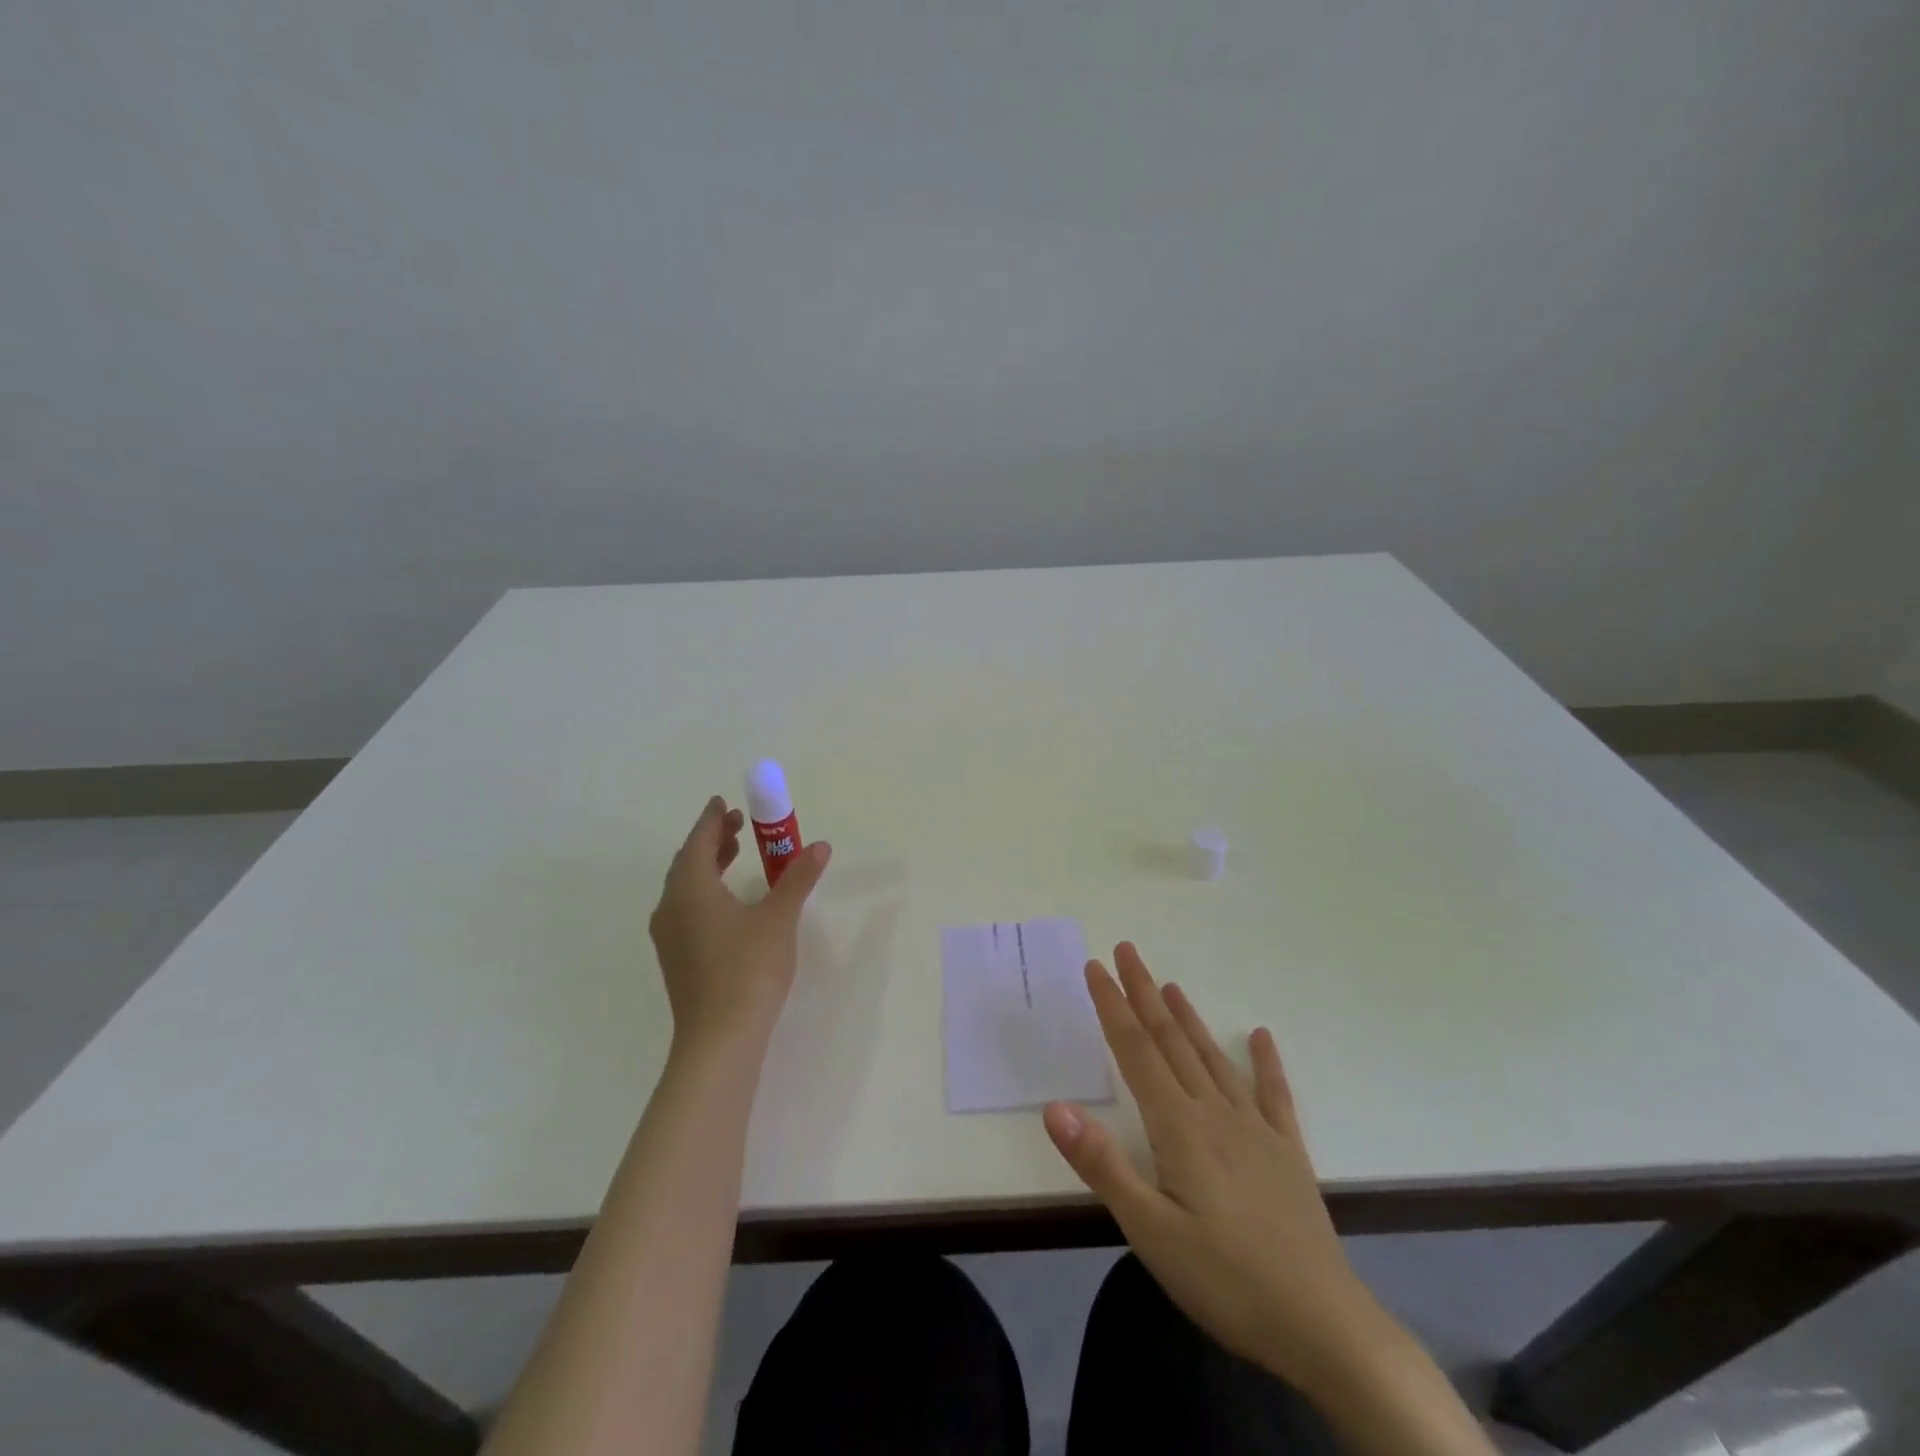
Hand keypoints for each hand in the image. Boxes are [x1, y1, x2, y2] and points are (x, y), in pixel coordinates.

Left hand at [648, 795, 830, 1054]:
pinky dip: (705, 891)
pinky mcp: (676, 959)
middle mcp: (671, 907)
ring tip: (736, 856)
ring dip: (708, 865)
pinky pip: (686, 909)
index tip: (724, 802)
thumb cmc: (749, 969)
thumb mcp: (779, 918)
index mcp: (691, 888)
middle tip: (739, 825)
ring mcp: (669, 936)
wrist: (719, 1039)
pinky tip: (729, 904)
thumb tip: (819, 847)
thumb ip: (798, 879)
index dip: (712, 819)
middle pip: (687, 862)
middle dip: (712, 840)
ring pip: (685, 887)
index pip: (698, 841)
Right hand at [1043, 943, 1378, 1395]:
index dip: (1113, 1006)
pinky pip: (1274, 1095)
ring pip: (1213, 1058)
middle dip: (1144, 994)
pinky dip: (1265, 1063)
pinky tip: (1261, 1037)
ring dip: (1188, 1018)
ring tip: (1170, 985)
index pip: (1136, 1051)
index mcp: (1179, 1126)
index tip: (1096, 967)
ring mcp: (1256, 1129)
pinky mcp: (1287, 1153)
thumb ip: (1102, 1165)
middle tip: (1127, 951)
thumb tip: (1054, 1106)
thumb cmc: (1226, 1279)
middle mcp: (1215, 1113)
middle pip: (1171, 1041)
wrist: (1324, 1326)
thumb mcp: (1150, 1231)